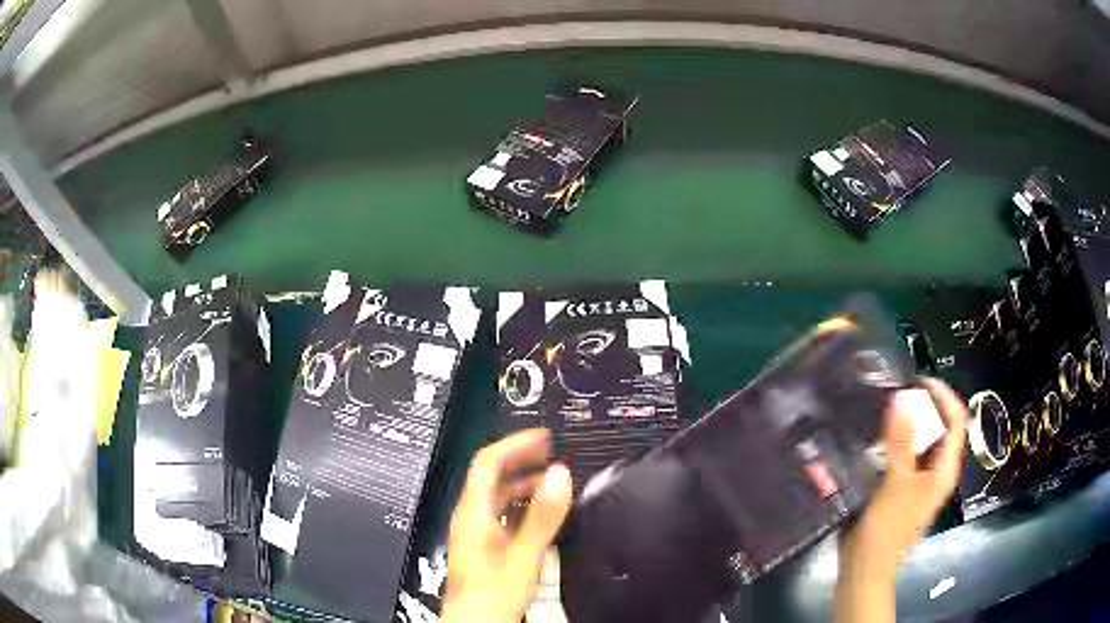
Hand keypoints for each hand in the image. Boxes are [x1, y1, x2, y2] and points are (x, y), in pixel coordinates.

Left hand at [441, 429, 572, 622]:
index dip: (514, 443)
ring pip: (498, 496)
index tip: (542, 437)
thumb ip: (543, 515)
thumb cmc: (492, 594)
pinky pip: (503, 514)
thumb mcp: (524, 553)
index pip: (487, 462)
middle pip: (492, 476)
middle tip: (552, 454)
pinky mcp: (484, 547)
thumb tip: (560, 475)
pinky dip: (523, 505)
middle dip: (522, 460)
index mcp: (473, 512)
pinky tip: (541, 514)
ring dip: (524, 483)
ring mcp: (476, 533)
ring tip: (552, 480)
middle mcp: (470, 518)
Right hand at [836, 378, 968, 622]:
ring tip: (884, 407)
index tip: (919, 380)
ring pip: (918, 441)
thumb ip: (902, 443)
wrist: (865, 567)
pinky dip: (892, 441)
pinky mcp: (898, 486)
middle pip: (938, 427)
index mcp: (944, 468)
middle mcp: (935, 469)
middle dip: (923, 406)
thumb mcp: (897, 484)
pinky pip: (901, 454)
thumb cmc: (889, 530)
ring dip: (906, 422)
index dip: (943, 395)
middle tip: (897, 391)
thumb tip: (903, 399)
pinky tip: (874, 436)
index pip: (956, 420)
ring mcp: (917, 479)